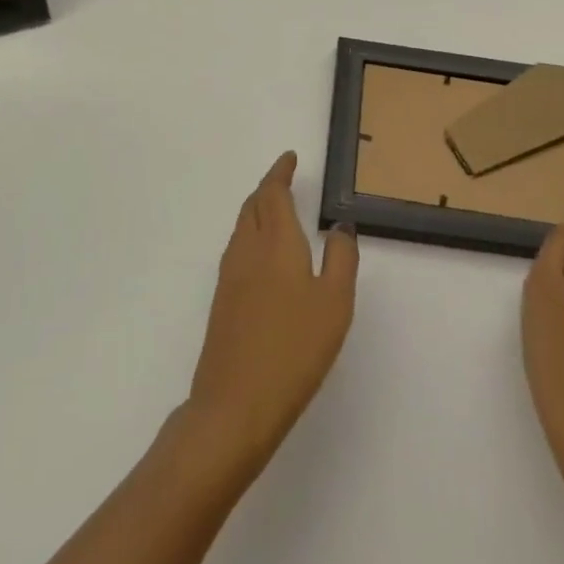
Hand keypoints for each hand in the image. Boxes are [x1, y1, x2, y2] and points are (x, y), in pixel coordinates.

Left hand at [186, 152, 357, 473]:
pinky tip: (262, 253)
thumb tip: (340, 226)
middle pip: (253, 205)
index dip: (280, 172)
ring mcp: (229, 276)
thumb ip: (342, 258)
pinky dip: (250, 233)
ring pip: (241, 226)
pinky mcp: (222, 301)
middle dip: (268, 188)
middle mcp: (246, 250)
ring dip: (257, 209)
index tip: (290, 158)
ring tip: (275, 209)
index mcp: (275, 243)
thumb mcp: (335, 303)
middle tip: (285, 180)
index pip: (272, 193)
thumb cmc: (294, 349)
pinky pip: (237, 248)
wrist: (235, 404)